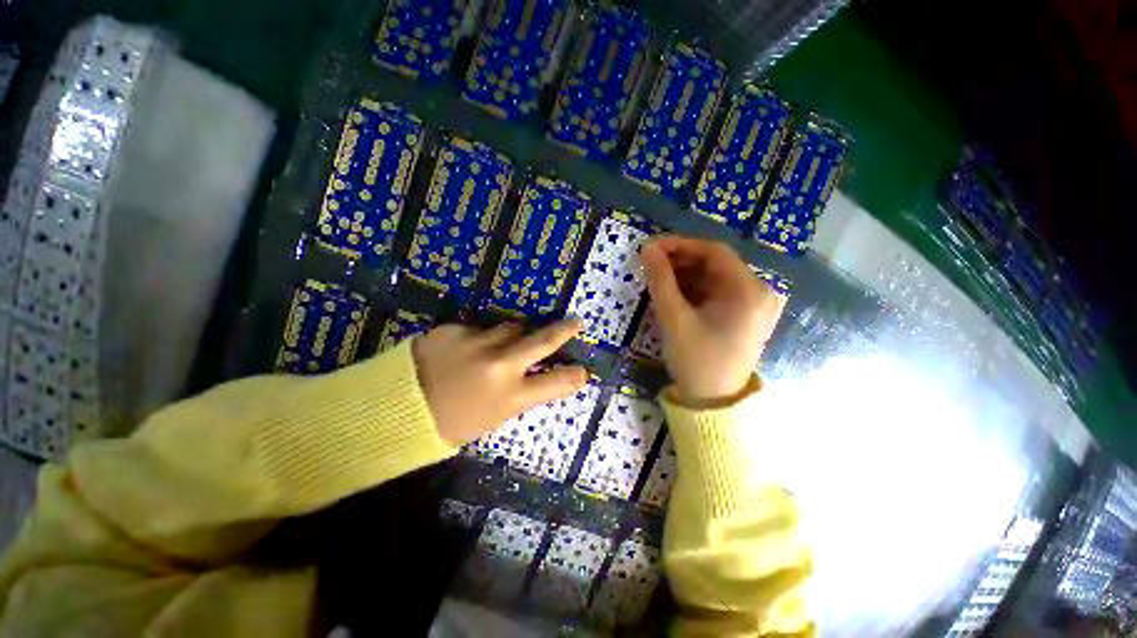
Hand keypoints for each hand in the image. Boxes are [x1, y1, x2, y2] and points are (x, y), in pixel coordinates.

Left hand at [412, 320, 587, 445]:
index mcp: (509, 397)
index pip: (557, 383)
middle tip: (575, 323)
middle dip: (563, 331)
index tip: (581, 371)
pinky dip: (477, 338)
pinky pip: (478, 329)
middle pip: (542, 341)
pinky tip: (459, 352)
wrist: (393, 410)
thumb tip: (535, 373)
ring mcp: (477, 343)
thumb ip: (518, 392)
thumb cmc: (448, 423)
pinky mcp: (455, 329)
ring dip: (511, 335)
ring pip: (510, 328)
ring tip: (495, 347)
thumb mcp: (492, 416)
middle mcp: (500, 366)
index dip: (573, 376)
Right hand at [640, 235, 784, 403]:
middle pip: (716, 263)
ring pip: (714, 277)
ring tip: (657, 278)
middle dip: (681, 260)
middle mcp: (758, 292)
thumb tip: (647, 248)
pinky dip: (693, 289)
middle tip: (651, 263)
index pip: (714, 252)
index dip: (680, 244)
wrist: (713, 404)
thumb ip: (660, 280)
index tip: (651, 246)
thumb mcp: (674, 318)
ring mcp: (752, 305)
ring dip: (685, 274)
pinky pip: (716, 292)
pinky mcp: (742, 315)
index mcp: (749, 291)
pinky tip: (672, 292)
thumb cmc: (696, 361)